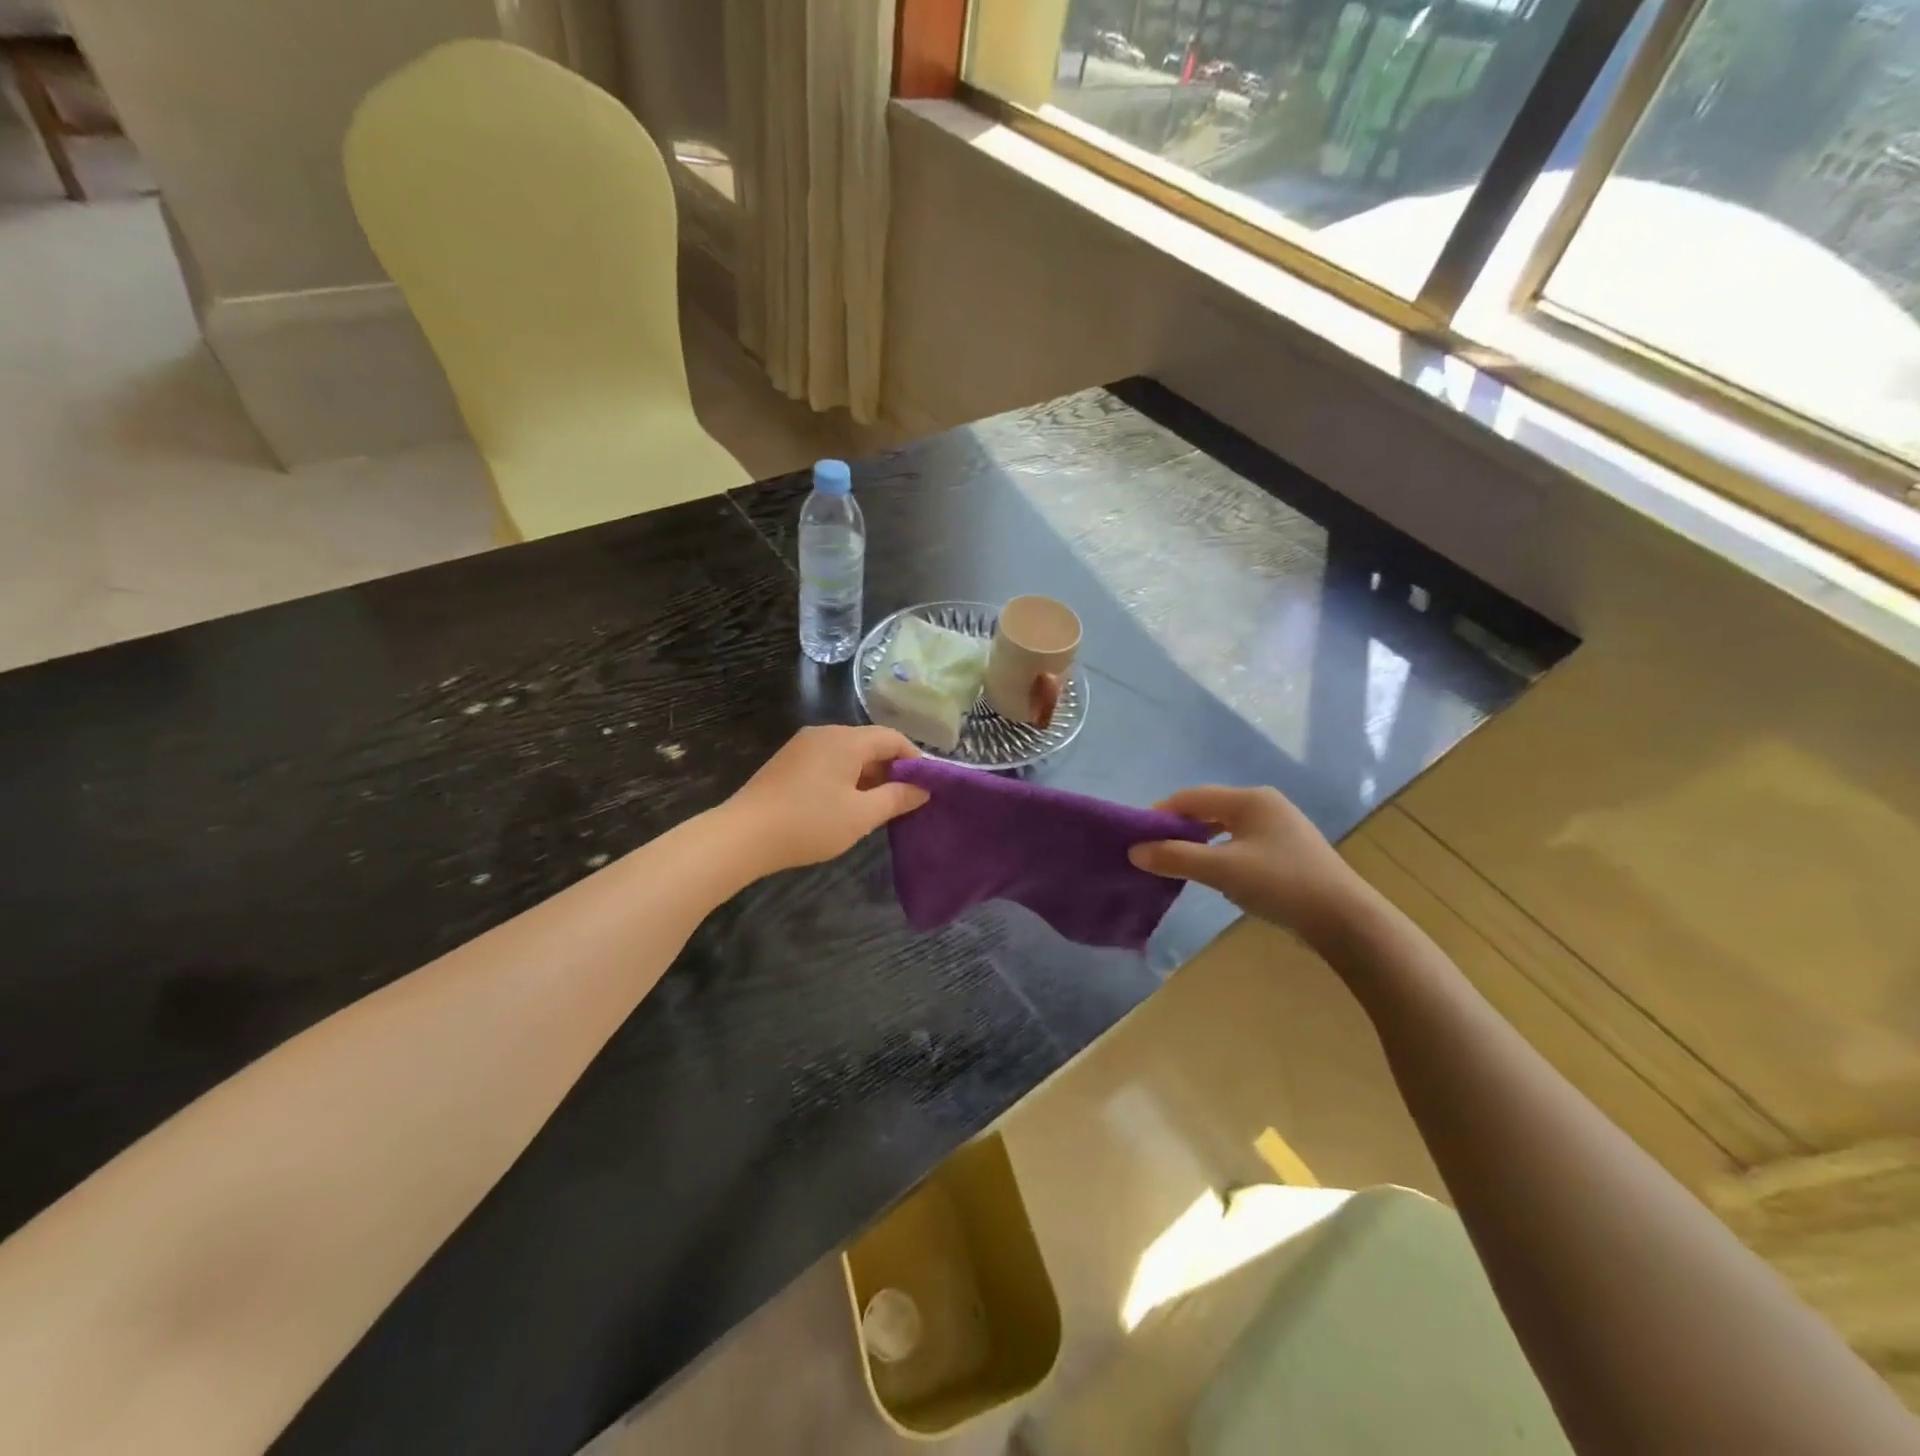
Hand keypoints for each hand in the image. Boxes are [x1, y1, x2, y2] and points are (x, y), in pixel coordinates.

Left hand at [721, 726, 928, 876]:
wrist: (743, 836)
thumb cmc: (809, 823)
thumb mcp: (860, 815)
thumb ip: (896, 799)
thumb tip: (922, 789)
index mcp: (846, 740)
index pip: (892, 738)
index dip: (915, 759)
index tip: (928, 785)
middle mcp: (825, 733)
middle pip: (870, 743)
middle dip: (892, 768)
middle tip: (907, 800)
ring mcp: (803, 746)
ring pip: (849, 753)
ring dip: (869, 775)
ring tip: (880, 806)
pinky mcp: (789, 761)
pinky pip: (829, 761)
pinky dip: (846, 777)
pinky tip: (847, 804)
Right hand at [1129, 785, 1368, 945]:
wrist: (1345, 919)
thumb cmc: (1280, 884)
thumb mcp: (1222, 870)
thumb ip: (1176, 857)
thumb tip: (1135, 851)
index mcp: (1249, 799)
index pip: (1191, 797)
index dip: (1161, 814)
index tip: (1137, 837)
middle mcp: (1264, 804)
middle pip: (1208, 808)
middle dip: (1179, 828)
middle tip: (1155, 852)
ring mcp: (1279, 826)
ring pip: (1225, 826)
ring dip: (1199, 841)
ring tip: (1179, 863)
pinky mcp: (1288, 849)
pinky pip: (1241, 841)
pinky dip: (1220, 852)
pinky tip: (1216, 872)